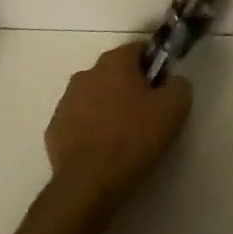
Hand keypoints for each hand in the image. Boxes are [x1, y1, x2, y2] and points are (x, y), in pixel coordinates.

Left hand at [45, 42, 192, 215]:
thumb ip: (179, 85)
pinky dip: (89, 129)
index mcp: (115, 62)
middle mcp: (86, 73)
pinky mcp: (54, 129)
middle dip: (130, 85)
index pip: (139, 49)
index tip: (162, 88)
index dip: (154, 66)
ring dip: (107, 106)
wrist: (88, 184)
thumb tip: (173, 81)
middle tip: (146, 113)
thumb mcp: (174, 109)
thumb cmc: (133, 139)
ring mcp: (65, 101)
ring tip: (123, 135)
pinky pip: (78, 121)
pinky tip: (101, 150)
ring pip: (94, 96)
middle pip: (115, 72)